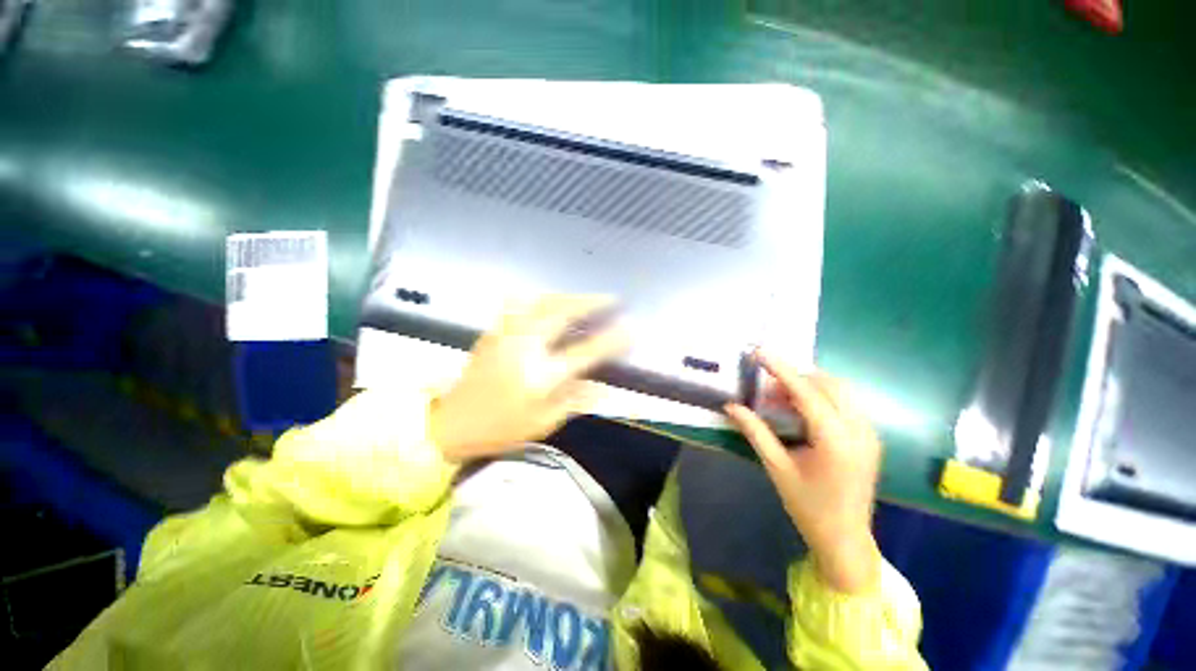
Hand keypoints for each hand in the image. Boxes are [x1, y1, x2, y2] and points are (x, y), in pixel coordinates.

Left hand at [430, 295, 628, 462]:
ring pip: (541, 302)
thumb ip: (575, 401)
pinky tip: (549, 299)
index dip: (612, 339)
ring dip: (567, 296)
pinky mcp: (495, 331)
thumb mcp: (544, 423)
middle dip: (590, 302)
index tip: (631, 329)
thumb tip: (604, 388)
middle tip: (611, 298)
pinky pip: (519, 304)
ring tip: (584, 298)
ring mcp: (507, 335)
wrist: (453, 422)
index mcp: (542, 375)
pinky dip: (539, 298)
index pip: (585, 352)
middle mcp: (526, 348)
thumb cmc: (502, 428)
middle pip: (562, 313)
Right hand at [725, 352, 882, 593]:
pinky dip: (822, 396)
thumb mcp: (777, 467)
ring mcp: (869, 433)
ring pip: (840, 390)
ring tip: (781, 398)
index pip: (806, 392)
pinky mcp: (870, 437)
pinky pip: (846, 402)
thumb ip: (755, 432)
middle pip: (827, 384)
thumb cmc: (808, 506)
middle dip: (794, 377)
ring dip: (809, 385)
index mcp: (835, 440)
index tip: (759, 352)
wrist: (845, 539)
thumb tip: (731, 406)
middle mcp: (859, 430)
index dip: (780, 369)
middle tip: (765, 390)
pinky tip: (803, 410)